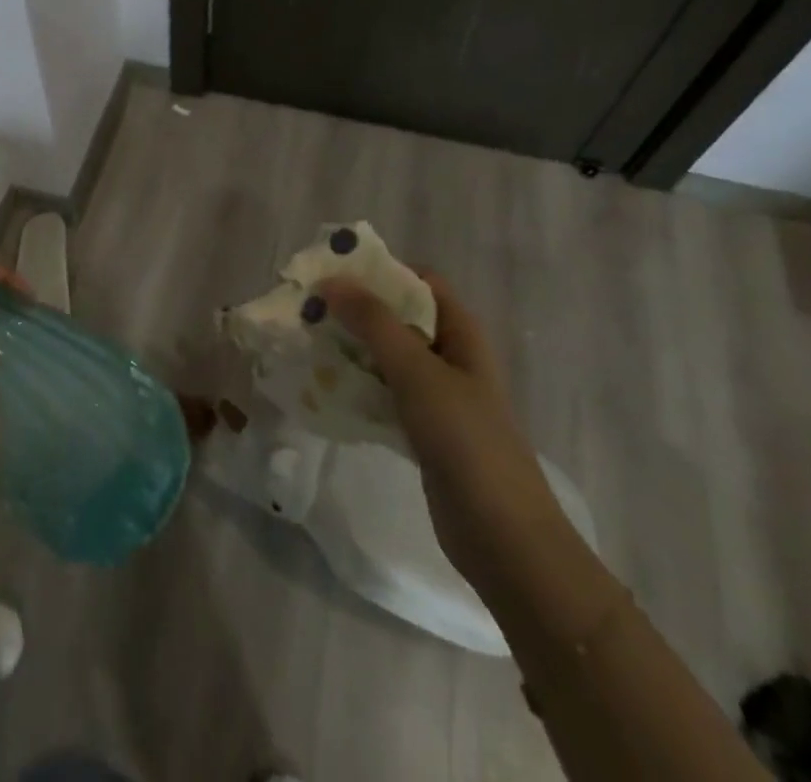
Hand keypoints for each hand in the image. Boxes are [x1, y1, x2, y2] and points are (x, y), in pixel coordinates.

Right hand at [318, 270, 572, 594]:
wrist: (504, 539)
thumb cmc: (467, 442)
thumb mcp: (418, 373)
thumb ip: (375, 324)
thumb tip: (331, 280)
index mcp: (461, 332)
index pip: (419, 281)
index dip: (379, 271)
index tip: (332, 274)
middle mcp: (449, 356)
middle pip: (398, 317)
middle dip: (355, 310)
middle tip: (308, 309)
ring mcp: (437, 395)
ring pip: (386, 356)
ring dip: (350, 348)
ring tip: (306, 343)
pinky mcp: (422, 429)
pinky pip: (382, 393)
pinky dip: (355, 385)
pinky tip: (323, 388)